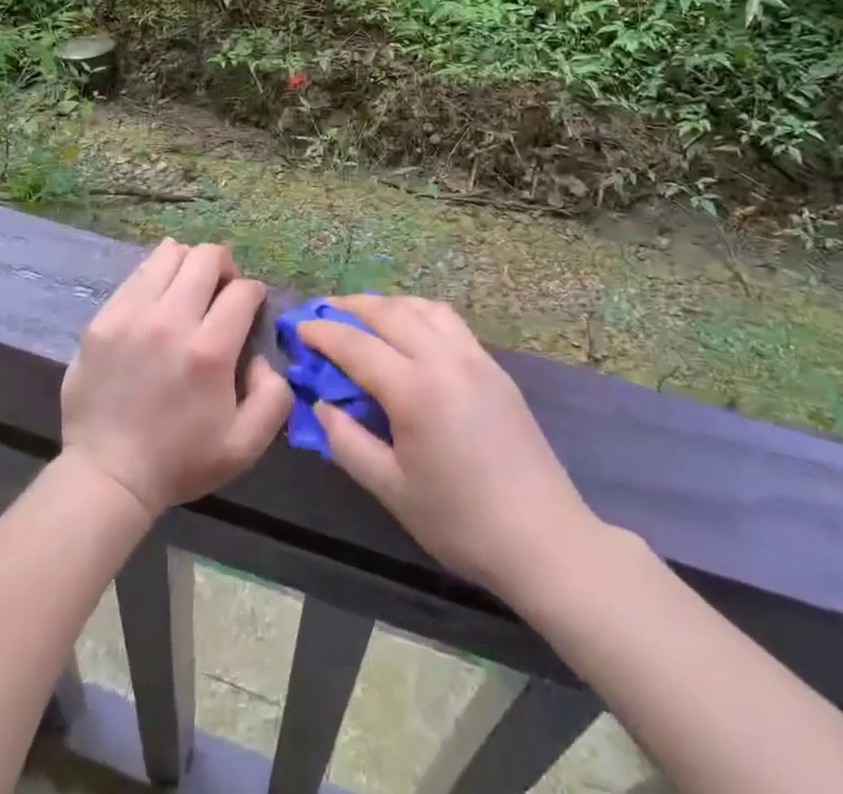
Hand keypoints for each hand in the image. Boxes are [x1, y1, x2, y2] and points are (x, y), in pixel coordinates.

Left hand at [61, 239, 293, 516]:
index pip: (243, 290)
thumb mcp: (246, 445)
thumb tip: (262, 357)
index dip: (254, 295)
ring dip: (188, 265)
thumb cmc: (180, 461)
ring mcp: (131, 315)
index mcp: (209, 350)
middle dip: (225, 267)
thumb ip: (274, 396)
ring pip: (169, 253)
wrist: (107, 476)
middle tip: (221, 292)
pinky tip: (157, 303)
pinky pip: (137, 275)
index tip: (249, 310)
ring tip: (188, 290)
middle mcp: (170, 321)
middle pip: (207, 257)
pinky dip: (155, 278)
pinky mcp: (102, 319)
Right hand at [298, 295, 595, 597]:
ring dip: (388, 304)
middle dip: (351, 306)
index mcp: (415, 389)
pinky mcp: (495, 367)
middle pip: (390, 312)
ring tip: (365, 316)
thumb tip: (322, 405)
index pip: (356, 345)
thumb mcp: (391, 490)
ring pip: (423, 308)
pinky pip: (449, 322)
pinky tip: (411, 333)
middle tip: (324, 312)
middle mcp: (445, 359)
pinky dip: (420, 314)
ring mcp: (475, 358)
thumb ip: (348, 442)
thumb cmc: (460, 521)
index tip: (299, 328)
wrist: (543, 538)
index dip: (323, 333)